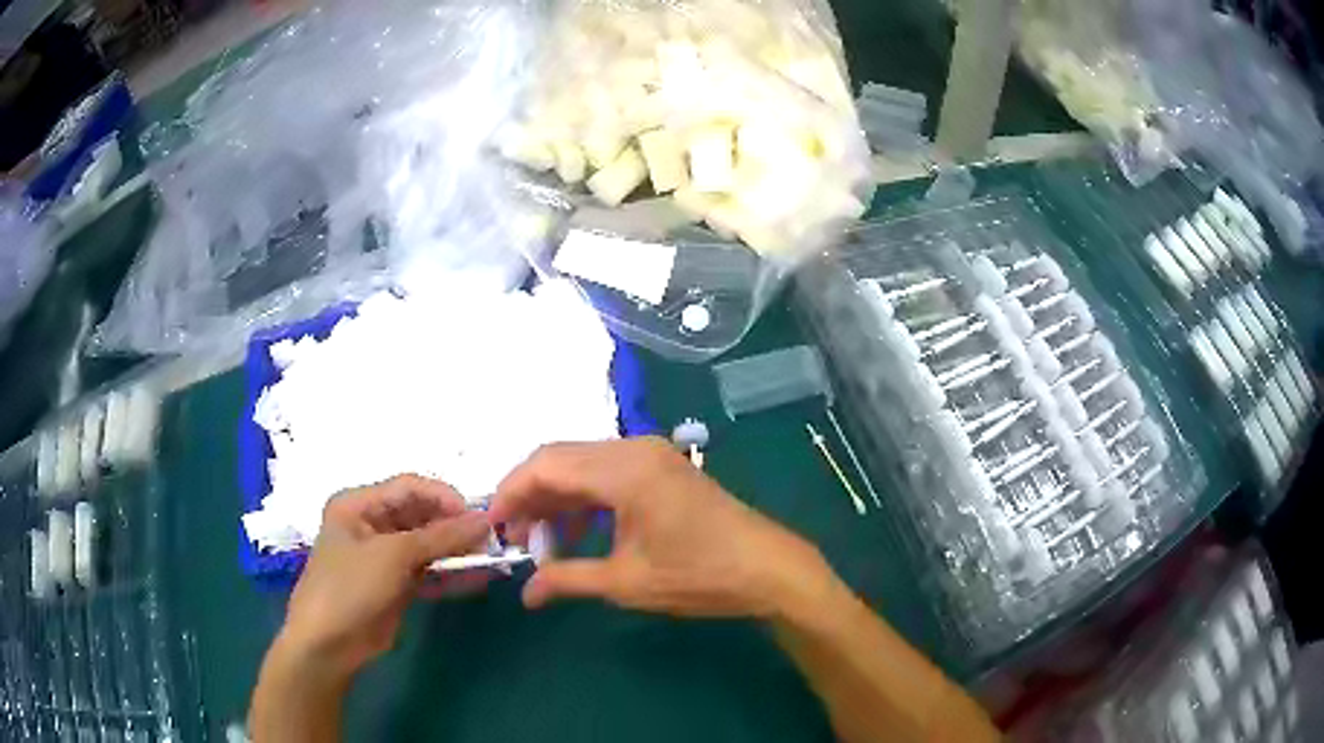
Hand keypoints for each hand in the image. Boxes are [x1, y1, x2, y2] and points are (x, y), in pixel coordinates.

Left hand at [276, 474, 490, 678]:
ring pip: (426, 544)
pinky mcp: (394, 584)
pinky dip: (448, 574)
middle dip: (453, 525)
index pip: (409, 487)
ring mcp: (383, 556)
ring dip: (455, 551)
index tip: (479, 516)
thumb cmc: (351, 587)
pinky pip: (427, 570)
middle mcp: (370, 524)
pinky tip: (475, 580)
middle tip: (488, 541)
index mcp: (358, 504)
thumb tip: (485, 520)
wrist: (329, 644)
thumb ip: (440, 537)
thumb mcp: (394, 555)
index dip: (444, 497)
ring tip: (488, 559)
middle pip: (419, 514)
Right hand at [489, 437, 833, 618]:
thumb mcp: (626, 582)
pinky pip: (606, 473)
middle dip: (529, 496)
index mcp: (624, 469)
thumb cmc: (698, 575)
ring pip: (581, 464)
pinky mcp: (660, 467)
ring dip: (555, 498)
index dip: (510, 494)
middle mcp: (633, 448)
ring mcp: (650, 454)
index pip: (545, 466)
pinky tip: (574, 532)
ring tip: (538, 541)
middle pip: (559, 458)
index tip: (491, 526)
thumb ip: (567, 580)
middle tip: (513, 538)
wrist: (767, 569)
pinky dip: (583, 499)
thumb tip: (525, 594)